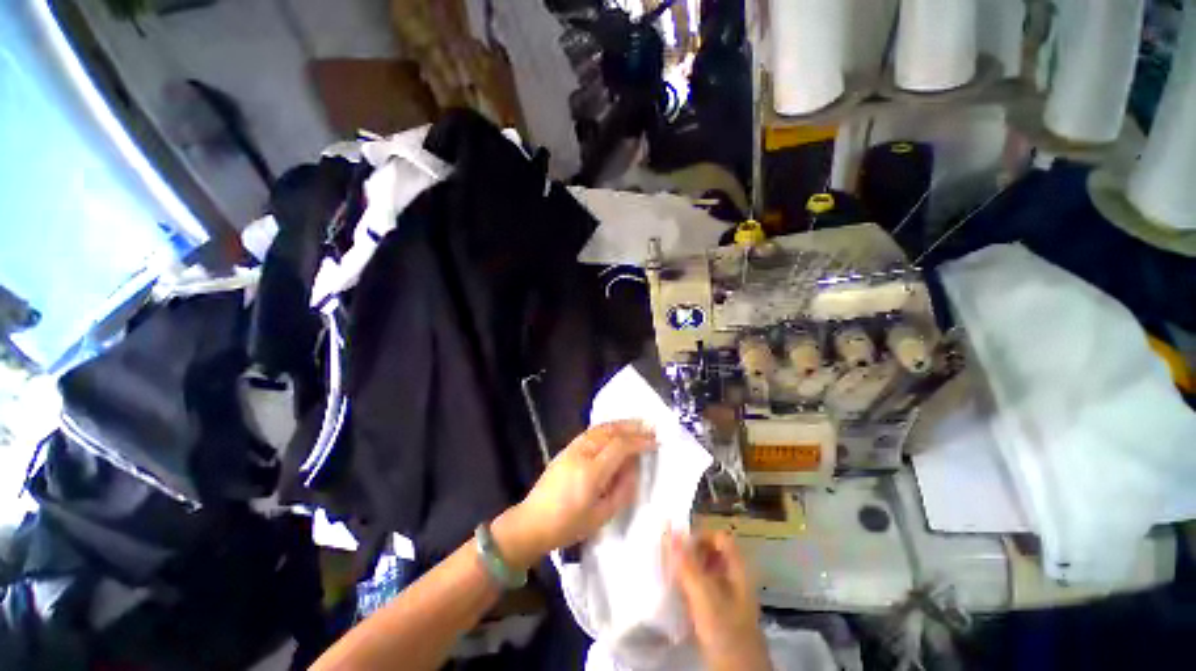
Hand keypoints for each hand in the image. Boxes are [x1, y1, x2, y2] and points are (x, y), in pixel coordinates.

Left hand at [492, 421, 655, 569]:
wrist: (532, 522)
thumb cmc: (568, 525)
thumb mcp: (601, 516)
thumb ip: (622, 490)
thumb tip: (633, 469)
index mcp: (591, 471)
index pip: (620, 447)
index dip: (639, 442)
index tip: (655, 441)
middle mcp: (582, 453)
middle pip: (610, 431)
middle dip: (632, 427)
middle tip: (650, 426)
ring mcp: (572, 448)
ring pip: (600, 428)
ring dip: (620, 423)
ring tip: (636, 423)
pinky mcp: (566, 449)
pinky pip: (591, 432)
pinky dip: (607, 427)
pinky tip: (614, 429)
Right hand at [665, 530, 770, 670]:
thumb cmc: (725, 631)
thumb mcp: (705, 596)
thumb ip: (687, 563)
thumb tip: (670, 528)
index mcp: (738, 570)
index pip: (719, 537)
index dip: (700, 535)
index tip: (678, 543)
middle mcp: (735, 580)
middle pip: (712, 553)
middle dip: (690, 551)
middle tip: (669, 556)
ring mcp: (728, 599)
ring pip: (706, 572)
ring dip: (687, 569)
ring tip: (668, 572)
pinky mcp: (719, 616)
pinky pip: (702, 591)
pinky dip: (689, 587)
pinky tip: (675, 593)